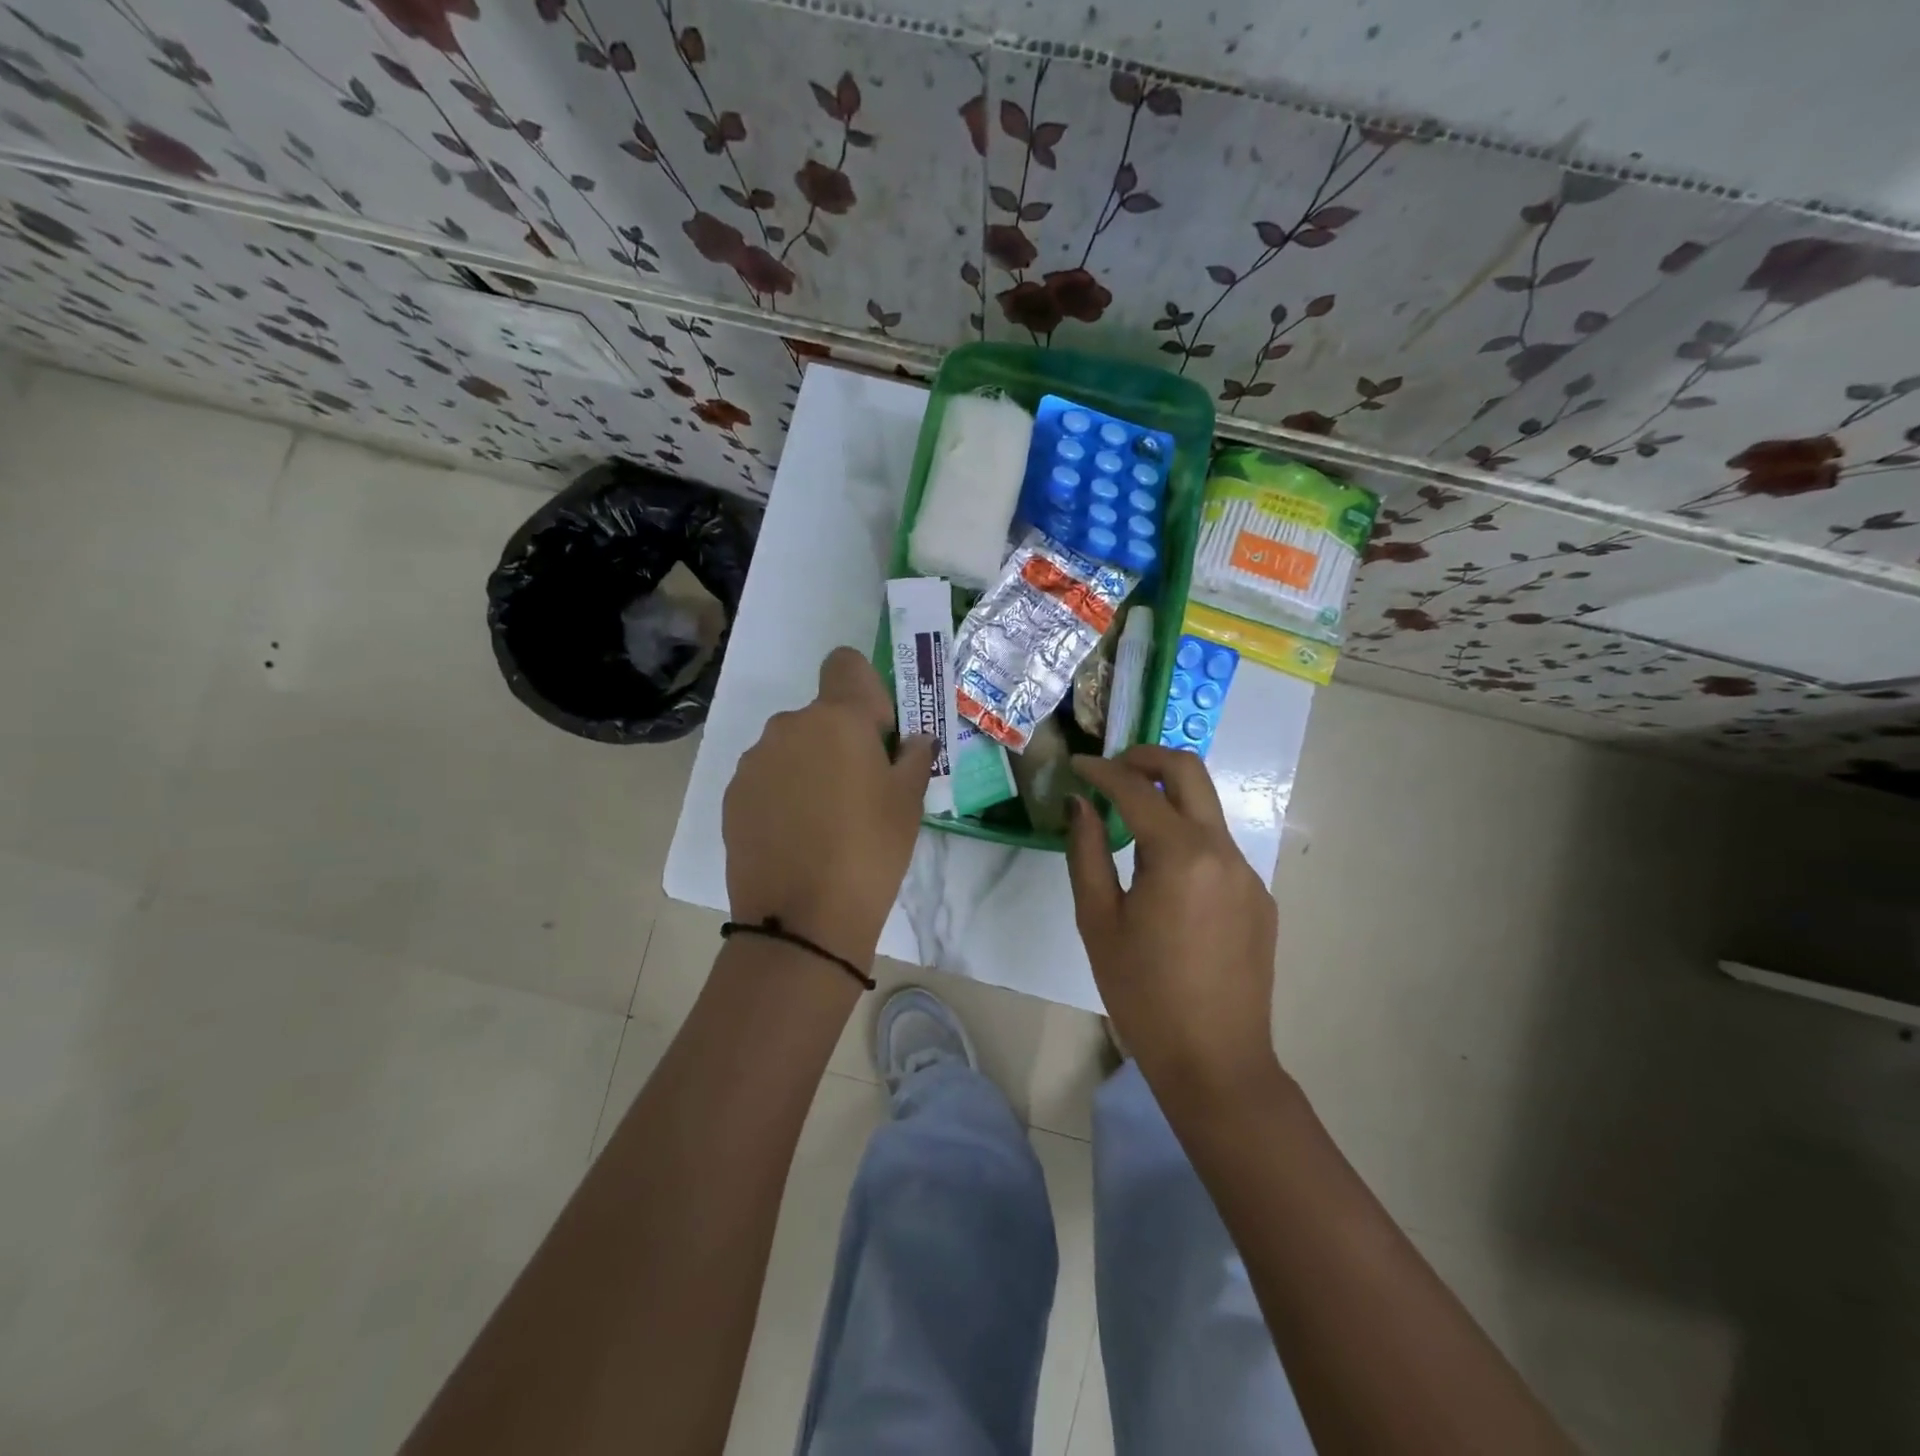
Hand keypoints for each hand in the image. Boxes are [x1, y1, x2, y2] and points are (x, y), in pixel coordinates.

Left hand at [723, 647, 934, 966]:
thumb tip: (913, 741)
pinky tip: (795, 837)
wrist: (802, 920)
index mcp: (837, 718)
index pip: (845, 663)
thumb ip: (914, 756)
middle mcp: (789, 726)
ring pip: (791, 747)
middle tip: (859, 792)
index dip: (865, 691)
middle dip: (839, 740)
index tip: (877, 735)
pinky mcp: (732, 796)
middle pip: (819, 715)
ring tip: (824, 822)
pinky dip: (782, 794)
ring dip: (808, 768)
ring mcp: (754, 762)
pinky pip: (766, 778)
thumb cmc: (871, 851)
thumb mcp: (909, 802)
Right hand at [1067, 745, 1280, 1103]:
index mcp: (1181, 855)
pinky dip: (1187, 838)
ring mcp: (1248, 874)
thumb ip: (1087, 852)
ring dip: (1168, 798)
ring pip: (1207, 809)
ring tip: (1129, 822)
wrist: (1216, 1062)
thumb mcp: (1098, 922)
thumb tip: (1080, 805)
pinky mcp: (1259, 898)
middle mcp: (1223, 851)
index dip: (1102, 770)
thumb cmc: (1143, 994)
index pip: (1137, 788)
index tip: (1077, 765)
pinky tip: (1164, 876)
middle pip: (1190, 772)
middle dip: (1147, 758)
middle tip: (1111, 769)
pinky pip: (1219, 848)